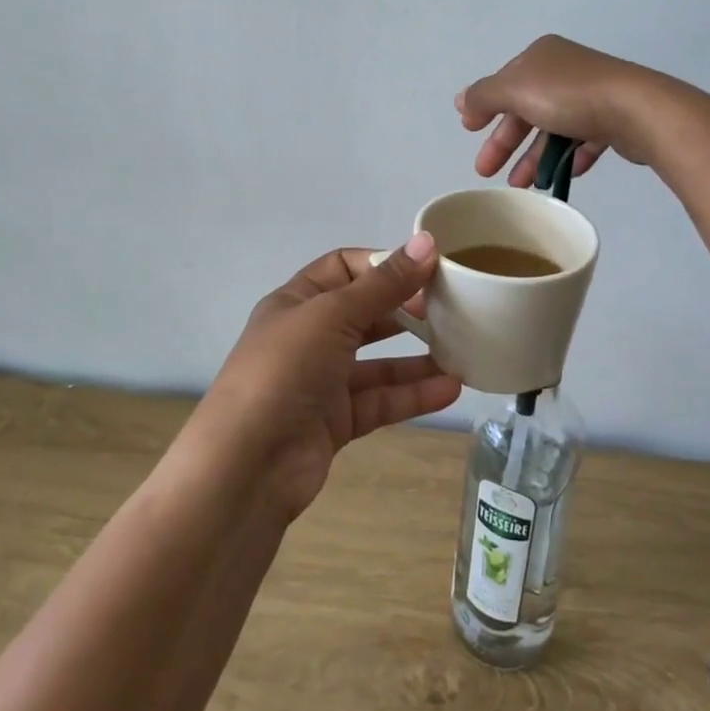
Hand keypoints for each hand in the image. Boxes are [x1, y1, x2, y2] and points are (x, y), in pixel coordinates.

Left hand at [190, 235, 461, 521]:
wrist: (246, 467)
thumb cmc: (284, 370)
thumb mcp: (333, 315)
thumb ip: (383, 284)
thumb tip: (426, 243)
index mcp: (297, 301)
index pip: (344, 267)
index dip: (383, 264)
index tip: (427, 268)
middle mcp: (309, 337)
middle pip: (365, 313)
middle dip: (406, 309)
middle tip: (451, 309)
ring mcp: (322, 382)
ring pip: (378, 362)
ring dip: (417, 357)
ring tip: (463, 350)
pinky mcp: (336, 422)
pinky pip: (381, 401)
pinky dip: (413, 394)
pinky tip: (450, 389)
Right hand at [456, 35, 664, 186]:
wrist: (636, 110)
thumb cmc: (568, 96)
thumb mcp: (514, 90)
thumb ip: (483, 96)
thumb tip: (461, 101)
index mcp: (540, 56)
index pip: (504, 83)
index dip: (485, 108)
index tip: (470, 133)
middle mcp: (565, 70)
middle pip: (526, 109)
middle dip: (505, 141)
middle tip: (486, 171)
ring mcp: (592, 94)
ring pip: (553, 128)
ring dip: (534, 157)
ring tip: (522, 186)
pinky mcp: (613, 119)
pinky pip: (582, 140)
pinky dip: (568, 158)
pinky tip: (559, 177)